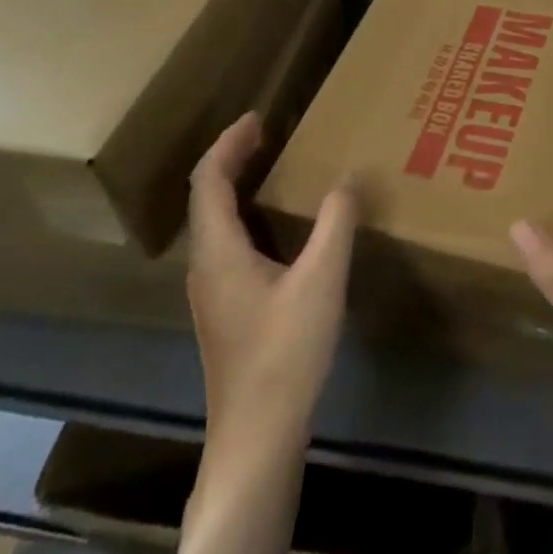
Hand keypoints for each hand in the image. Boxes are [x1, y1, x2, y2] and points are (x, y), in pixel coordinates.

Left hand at [185, 113, 356, 454]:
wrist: (257, 434)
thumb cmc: (286, 352)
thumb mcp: (322, 280)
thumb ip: (335, 224)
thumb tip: (346, 181)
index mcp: (219, 251)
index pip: (209, 180)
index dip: (229, 144)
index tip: (257, 118)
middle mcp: (205, 265)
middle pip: (207, 198)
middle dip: (232, 159)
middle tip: (267, 134)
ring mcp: (212, 291)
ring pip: (215, 223)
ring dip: (236, 187)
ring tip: (272, 168)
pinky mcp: (225, 310)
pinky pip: (227, 243)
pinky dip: (246, 216)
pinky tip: (277, 227)